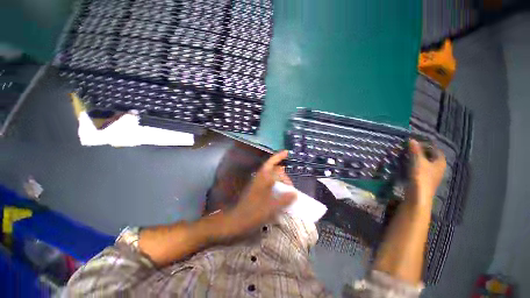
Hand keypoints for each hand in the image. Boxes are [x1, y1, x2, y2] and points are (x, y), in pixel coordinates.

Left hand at [226, 151, 295, 234]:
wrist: (236, 221)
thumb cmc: (253, 212)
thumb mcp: (271, 207)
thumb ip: (284, 199)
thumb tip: (295, 193)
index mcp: (263, 178)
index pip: (272, 162)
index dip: (279, 156)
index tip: (287, 152)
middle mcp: (260, 178)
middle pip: (273, 169)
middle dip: (283, 174)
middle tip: (291, 185)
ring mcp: (258, 184)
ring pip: (271, 176)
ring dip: (279, 178)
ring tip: (288, 186)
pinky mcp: (257, 191)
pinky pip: (269, 183)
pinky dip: (276, 185)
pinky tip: (280, 192)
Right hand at [408, 139, 446, 202]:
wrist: (418, 196)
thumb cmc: (421, 177)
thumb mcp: (418, 161)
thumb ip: (415, 150)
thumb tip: (412, 139)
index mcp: (440, 162)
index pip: (436, 149)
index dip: (427, 145)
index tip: (415, 142)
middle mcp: (438, 168)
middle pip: (430, 156)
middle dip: (420, 152)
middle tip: (409, 148)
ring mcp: (431, 175)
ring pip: (424, 163)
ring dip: (416, 158)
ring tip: (405, 155)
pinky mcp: (423, 180)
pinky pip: (420, 169)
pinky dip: (414, 165)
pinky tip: (406, 164)